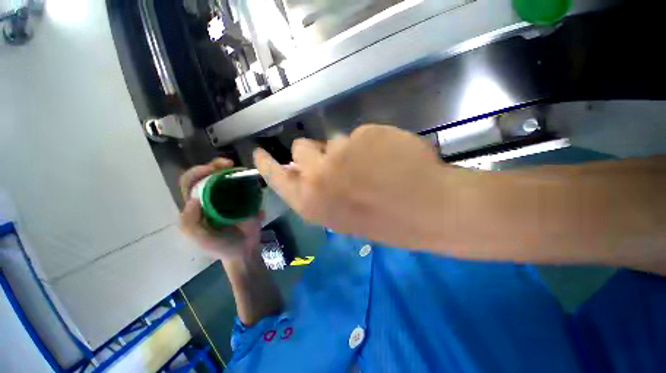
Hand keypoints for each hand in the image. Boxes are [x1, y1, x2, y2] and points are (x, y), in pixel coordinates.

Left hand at [179, 158, 262, 260]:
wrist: (244, 250)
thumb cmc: (220, 246)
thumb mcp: (200, 239)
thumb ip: (190, 223)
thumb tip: (194, 199)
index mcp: (196, 205)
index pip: (190, 183)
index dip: (198, 172)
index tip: (213, 169)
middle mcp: (210, 198)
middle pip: (208, 176)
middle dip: (216, 166)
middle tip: (229, 164)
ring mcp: (228, 198)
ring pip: (226, 178)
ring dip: (232, 170)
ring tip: (241, 169)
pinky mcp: (244, 199)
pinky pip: (244, 185)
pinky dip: (247, 179)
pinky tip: (251, 179)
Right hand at [254, 124, 458, 249]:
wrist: (430, 211)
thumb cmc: (386, 221)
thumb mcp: (343, 214)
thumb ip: (321, 191)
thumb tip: (309, 169)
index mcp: (312, 202)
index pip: (275, 176)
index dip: (267, 163)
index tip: (259, 152)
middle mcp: (318, 176)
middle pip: (301, 148)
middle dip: (316, 153)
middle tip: (337, 162)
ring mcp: (340, 152)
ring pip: (333, 141)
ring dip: (347, 151)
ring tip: (373, 167)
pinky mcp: (364, 134)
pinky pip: (360, 134)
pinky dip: (371, 144)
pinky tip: (390, 159)